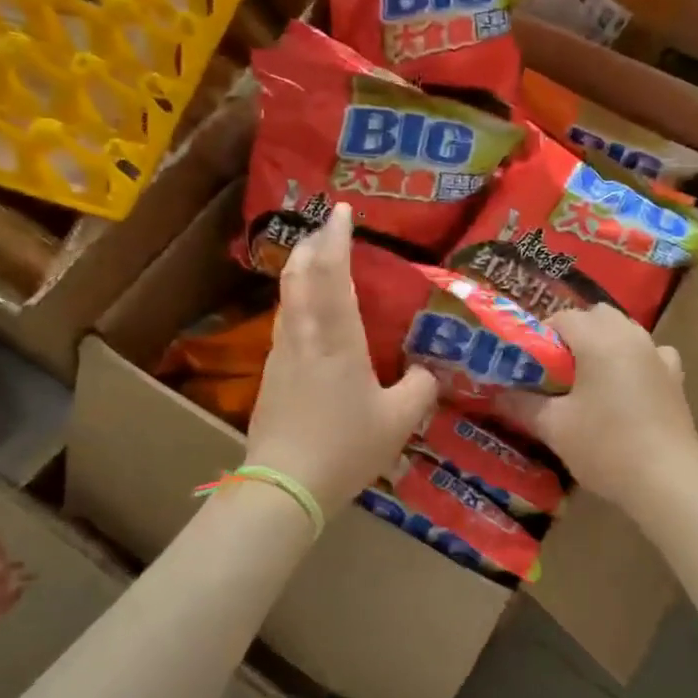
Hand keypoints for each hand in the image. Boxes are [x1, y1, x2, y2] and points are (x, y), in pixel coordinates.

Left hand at [244, 204, 438, 517]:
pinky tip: (310, 317)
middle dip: (314, 245)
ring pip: (288, 298)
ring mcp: (281, 354)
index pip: (332, 274)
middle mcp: (303, 335)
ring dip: (302, 271)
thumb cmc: (345, 447)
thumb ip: (420, 388)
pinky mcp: (270, 375)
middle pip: (299, 275)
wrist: (283, 485)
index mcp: (336, 339)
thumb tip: (426, 371)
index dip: (337, 238)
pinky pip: (286, 323)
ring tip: (319, 263)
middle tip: (330, 228)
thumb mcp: (399, 421)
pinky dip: (299, 302)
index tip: (342, 211)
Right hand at [498, 302, 697, 504]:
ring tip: (589, 376)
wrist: (667, 481)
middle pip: (598, 316)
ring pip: (626, 331)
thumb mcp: (554, 427)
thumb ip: (522, 405)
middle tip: (556, 366)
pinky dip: (636, 359)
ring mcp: (658, 355)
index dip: (541, 334)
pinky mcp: (675, 378)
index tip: (528, 360)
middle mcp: (631, 337)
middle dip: (575, 332)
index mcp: (599, 340)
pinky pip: (652, 353)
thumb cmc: (605, 447)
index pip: (563, 318)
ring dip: (605, 342)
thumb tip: (496, 394)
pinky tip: (628, 384)